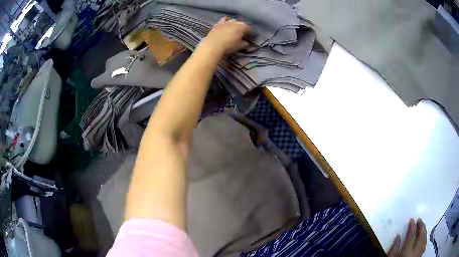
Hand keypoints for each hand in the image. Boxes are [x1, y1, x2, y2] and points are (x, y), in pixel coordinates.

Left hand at [201, 17, 250, 54]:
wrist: (213, 45)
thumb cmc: (228, 46)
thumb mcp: (239, 46)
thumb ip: (245, 44)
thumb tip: (247, 42)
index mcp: (242, 27)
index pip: (248, 28)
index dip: (250, 32)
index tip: (249, 35)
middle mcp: (234, 23)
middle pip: (241, 23)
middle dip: (243, 27)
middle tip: (243, 32)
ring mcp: (226, 22)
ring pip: (233, 20)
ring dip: (235, 23)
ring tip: (235, 28)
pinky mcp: (218, 24)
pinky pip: (224, 20)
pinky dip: (226, 20)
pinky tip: (226, 21)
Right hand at [387, 218, 426, 256]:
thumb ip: (393, 249)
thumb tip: (398, 236)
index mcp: (407, 251)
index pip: (412, 235)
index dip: (412, 226)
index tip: (412, 220)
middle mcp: (415, 251)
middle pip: (421, 234)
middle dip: (421, 225)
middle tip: (419, 220)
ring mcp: (419, 253)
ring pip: (425, 238)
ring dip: (424, 231)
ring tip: (422, 227)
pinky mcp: (420, 255)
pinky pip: (425, 244)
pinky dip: (425, 238)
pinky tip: (424, 237)